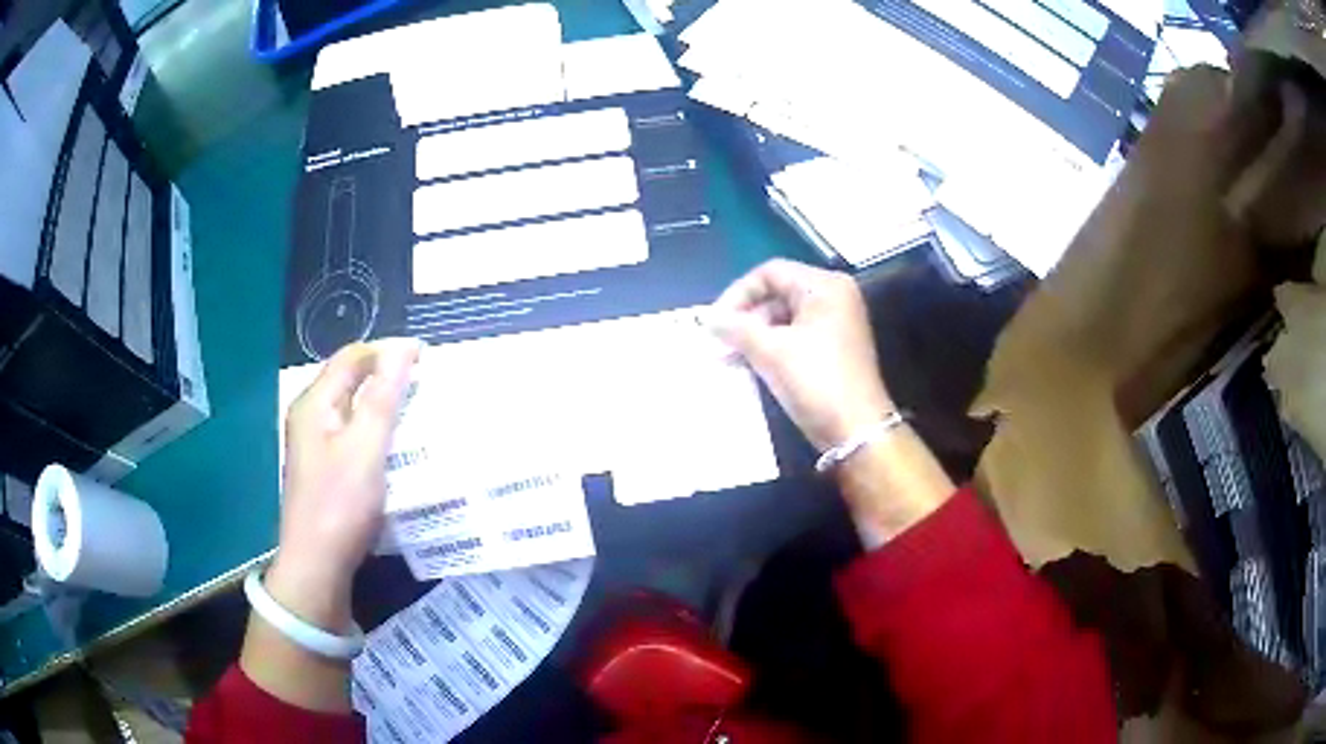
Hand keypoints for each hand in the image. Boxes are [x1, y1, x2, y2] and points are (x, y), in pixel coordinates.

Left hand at [269, 339, 420, 628]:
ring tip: (417, 411)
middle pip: (350, 380)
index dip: (388, 351)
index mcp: (314, 403)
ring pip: (352, 409)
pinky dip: (376, 431)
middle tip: (426, 385)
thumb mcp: (366, 447)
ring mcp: (315, 444)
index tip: (427, 358)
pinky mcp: (324, 469)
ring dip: (383, 404)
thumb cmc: (340, 504)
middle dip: (386, 376)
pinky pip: (353, 435)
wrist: (317, 566)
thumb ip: (383, 396)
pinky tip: (396, 446)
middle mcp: (310, 416)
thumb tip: (403, 347)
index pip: (352, 357)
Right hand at [707, 259, 892, 451]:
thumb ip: (735, 328)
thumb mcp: (771, 351)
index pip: (770, 273)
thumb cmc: (816, 381)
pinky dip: (769, 348)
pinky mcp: (831, 350)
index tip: (714, 322)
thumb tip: (706, 319)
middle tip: (717, 342)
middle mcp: (833, 298)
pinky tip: (747, 365)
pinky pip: (793, 337)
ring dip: (753, 335)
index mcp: (825, 287)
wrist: (856, 431)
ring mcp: (834, 325)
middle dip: (744, 317)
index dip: (737, 293)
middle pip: (776, 294)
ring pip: (782, 318)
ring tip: (727, 357)